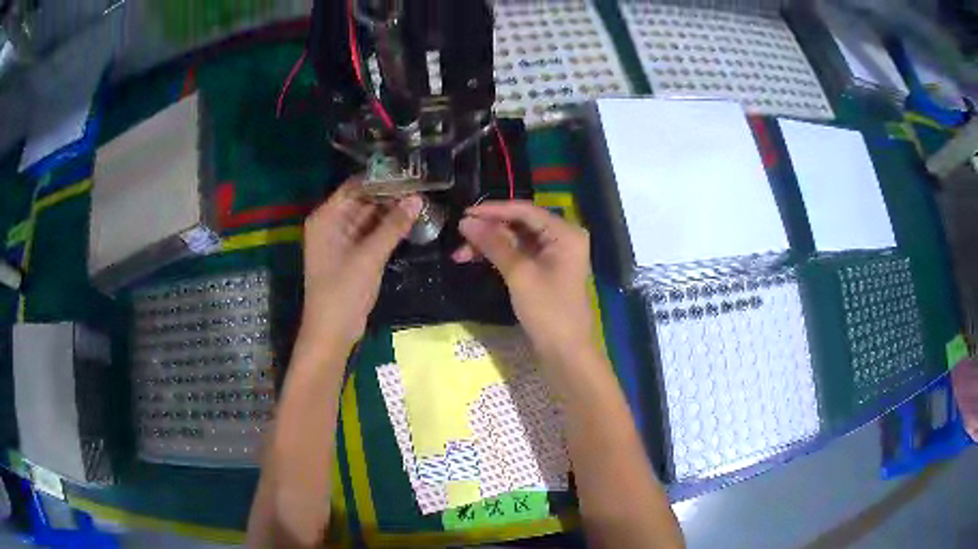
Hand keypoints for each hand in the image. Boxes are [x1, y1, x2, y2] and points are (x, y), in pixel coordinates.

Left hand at [300, 177, 422, 351]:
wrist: (332, 332)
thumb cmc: (343, 291)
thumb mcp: (370, 256)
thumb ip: (393, 226)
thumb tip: (417, 198)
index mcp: (326, 217)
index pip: (355, 186)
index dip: (381, 179)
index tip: (409, 173)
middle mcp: (331, 223)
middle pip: (362, 200)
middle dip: (390, 195)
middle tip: (422, 187)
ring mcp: (341, 239)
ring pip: (369, 217)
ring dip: (391, 212)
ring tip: (421, 201)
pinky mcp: (351, 254)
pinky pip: (370, 234)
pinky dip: (387, 229)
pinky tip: (410, 221)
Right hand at [453, 201, 598, 368]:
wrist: (565, 353)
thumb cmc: (548, 311)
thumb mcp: (519, 274)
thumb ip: (493, 243)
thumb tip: (466, 221)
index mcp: (565, 232)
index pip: (524, 210)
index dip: (493, 210)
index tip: (463, 213)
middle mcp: (562, 237)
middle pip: (520, 223)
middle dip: (488, 230)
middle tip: (459, 237)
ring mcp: (554, 254)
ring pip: (516, 239)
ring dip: (489, 244)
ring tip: (460, 254)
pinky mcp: (545, 269)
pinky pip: (519, 254)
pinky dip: (498, 256)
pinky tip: (475, 259)